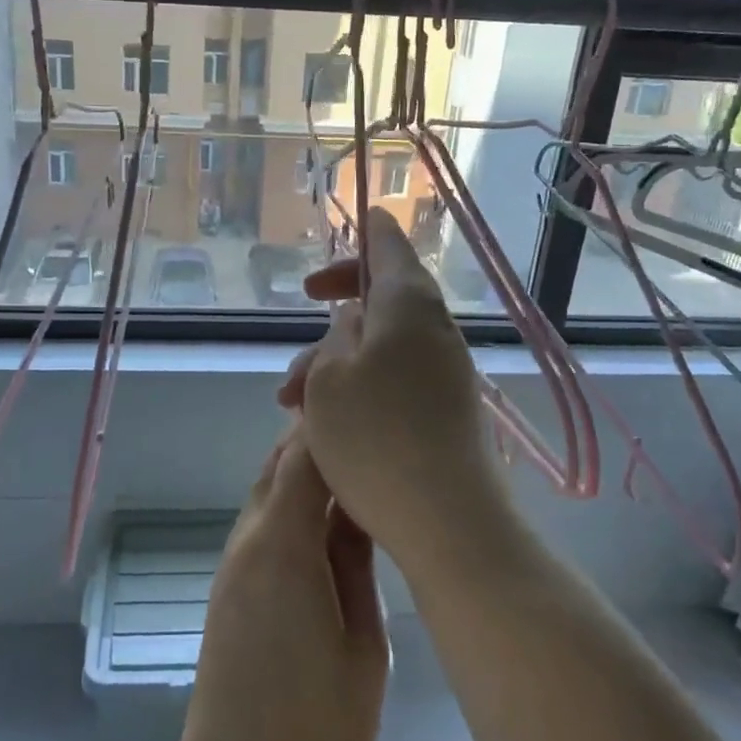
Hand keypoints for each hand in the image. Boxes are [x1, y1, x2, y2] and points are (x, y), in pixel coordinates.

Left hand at [172, 429, 387, 740]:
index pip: (303, 455)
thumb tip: (359, 505)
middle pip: (279, 463)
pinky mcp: (231, 587)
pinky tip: (332, 517)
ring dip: (306, 470)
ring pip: (269, 490)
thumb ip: (357, 562)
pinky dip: (293, 502)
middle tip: (376, 432)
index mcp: (281, 545)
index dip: (335, 425)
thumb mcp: (363, 645)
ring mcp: (234, 563)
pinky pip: (264, 522)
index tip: (377, 408)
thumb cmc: (317, 735)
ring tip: (363, 467)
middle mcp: (248, 540)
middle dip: (321, 439)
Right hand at [278, 209, 518, 583]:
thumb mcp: (330, 377)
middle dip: (338, 305)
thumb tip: (355, 319)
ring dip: (338, 357)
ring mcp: (446, 371)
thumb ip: (336, 336)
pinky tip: (329, 419)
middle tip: (304, 308)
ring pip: (385, 343)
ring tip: (292, 399)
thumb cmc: (376, 438)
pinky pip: (398, 376)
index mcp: (409, 304)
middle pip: (385, 294)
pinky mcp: (447, 409)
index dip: (367, 230)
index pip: (390, 244)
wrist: (449, 521)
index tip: (353, 219)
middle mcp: (436, 329)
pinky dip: (362, 382)